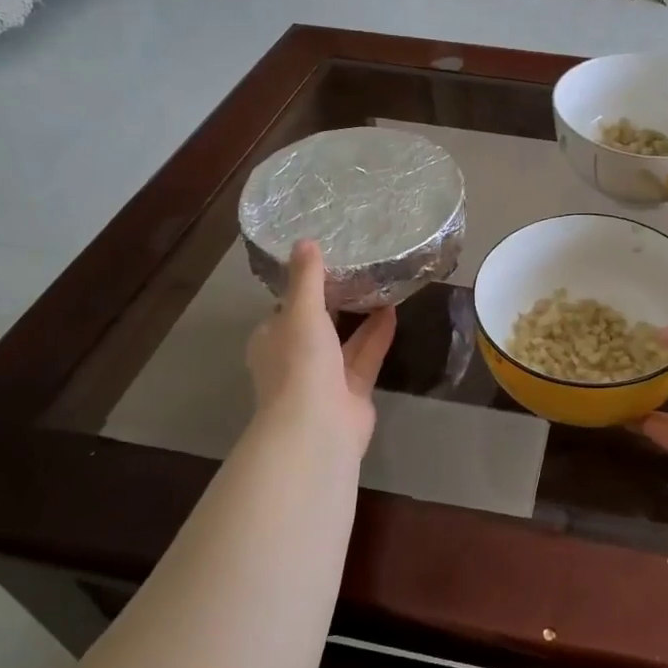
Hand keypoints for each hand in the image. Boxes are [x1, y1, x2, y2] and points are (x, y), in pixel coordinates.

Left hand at [245, 240, 395, 460]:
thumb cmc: (299, 364)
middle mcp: (295, 357)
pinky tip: (394, 310)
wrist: (317, 426)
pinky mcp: (352, 390)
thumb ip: (306, 278)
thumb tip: (305, 241)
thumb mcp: (301, 312)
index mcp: (272, 339)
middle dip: (336, 301)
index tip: (325, 262)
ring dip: (361, 316)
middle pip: (317, 324)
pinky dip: (378, 335)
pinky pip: (366, 355)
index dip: (302, 286)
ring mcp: (325, 377)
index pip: (285, 308)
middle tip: (360, 269)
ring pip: (345, 340)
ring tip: (381, 284)